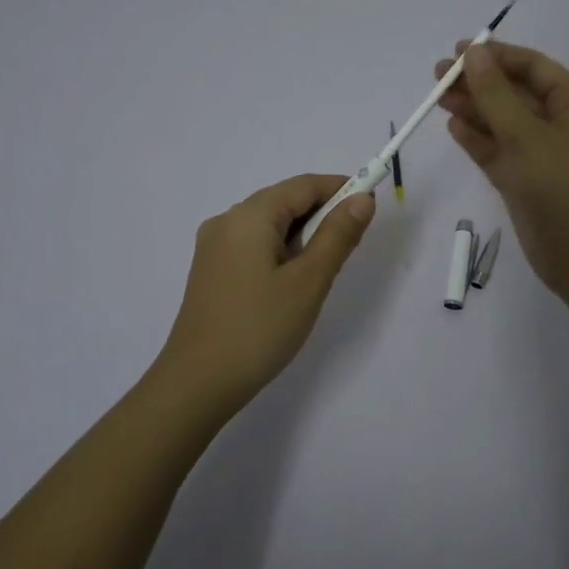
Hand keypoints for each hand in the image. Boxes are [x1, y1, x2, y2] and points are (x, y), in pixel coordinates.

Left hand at [149, 173, 375, 414]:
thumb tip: (362, 199)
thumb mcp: (309, 281)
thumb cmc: (259, 328)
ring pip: (269, 225)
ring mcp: (214, 247)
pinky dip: (281, 251)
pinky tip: (292, 281)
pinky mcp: (210, 271)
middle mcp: (227, 221)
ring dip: (302, 235)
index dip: (340, 188)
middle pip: (284, 201)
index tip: (371, 206)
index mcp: (249, 216)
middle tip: (352, 244)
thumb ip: (338, 236)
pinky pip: (253, 245)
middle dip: (322, 213)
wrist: (197, 383)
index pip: (304, 185)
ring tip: (324, 269)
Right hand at [435, 41, 568, 302]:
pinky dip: (476, 139)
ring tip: (437, 98)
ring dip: (472, 108)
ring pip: (500, 122)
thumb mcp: (529, 138)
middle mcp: (558, 125)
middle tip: (437, 75)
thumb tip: (473, 54)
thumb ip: (497, 95)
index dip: (497, 56)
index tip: (458, 51)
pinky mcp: (522, 181)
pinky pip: (496, 151)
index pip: (533, 67)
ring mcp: (539, 155)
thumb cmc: (565, 191)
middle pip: (513, 92)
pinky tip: (453, 126)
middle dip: (478, 81)